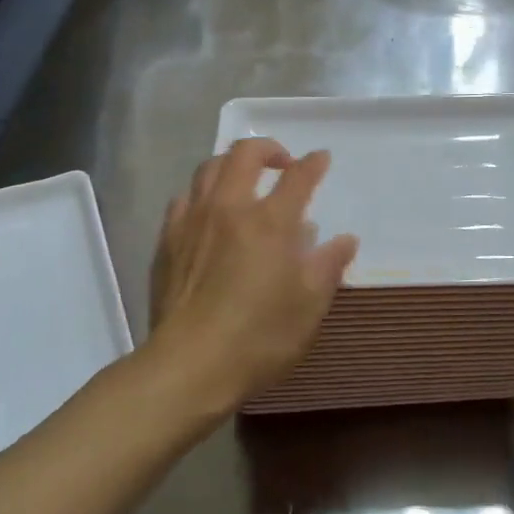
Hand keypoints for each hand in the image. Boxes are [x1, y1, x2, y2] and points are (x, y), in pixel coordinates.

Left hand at [145, 139, 357, 413]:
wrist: (189, 365)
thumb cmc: (259, 337)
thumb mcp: (309, 306)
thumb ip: (328, 266)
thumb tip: (345, 240)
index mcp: (270, 222)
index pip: (298, 177)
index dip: (313, 164)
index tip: (321, 159)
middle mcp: (229, 208)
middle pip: (244, 154)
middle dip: (267, 148)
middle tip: (282, 164)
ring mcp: (193, 221)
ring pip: (208, 168)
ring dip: (231, 164)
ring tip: (244, 180)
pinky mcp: (167, 240)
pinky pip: (184, 198)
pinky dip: (203, 193)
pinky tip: (209, 212)